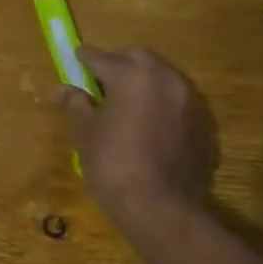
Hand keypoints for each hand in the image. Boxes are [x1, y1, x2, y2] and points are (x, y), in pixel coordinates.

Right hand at [59, 46, 217, 222]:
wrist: (158, 206)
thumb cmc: (112, 164)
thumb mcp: (86, 132)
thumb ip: (76, 104)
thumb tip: (61, 89)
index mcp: (132, 75)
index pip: (102, 57)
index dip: (85, 58)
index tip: (76, 56)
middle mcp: (165, 78)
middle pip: (137, 58)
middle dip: (118, 63)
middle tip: (100, 79)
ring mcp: (188, 99)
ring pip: (161, 76)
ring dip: (142, 81)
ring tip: (124, 101)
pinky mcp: (201, 121)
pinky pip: (175, 100)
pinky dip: (159, 102)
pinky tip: (147, 121)